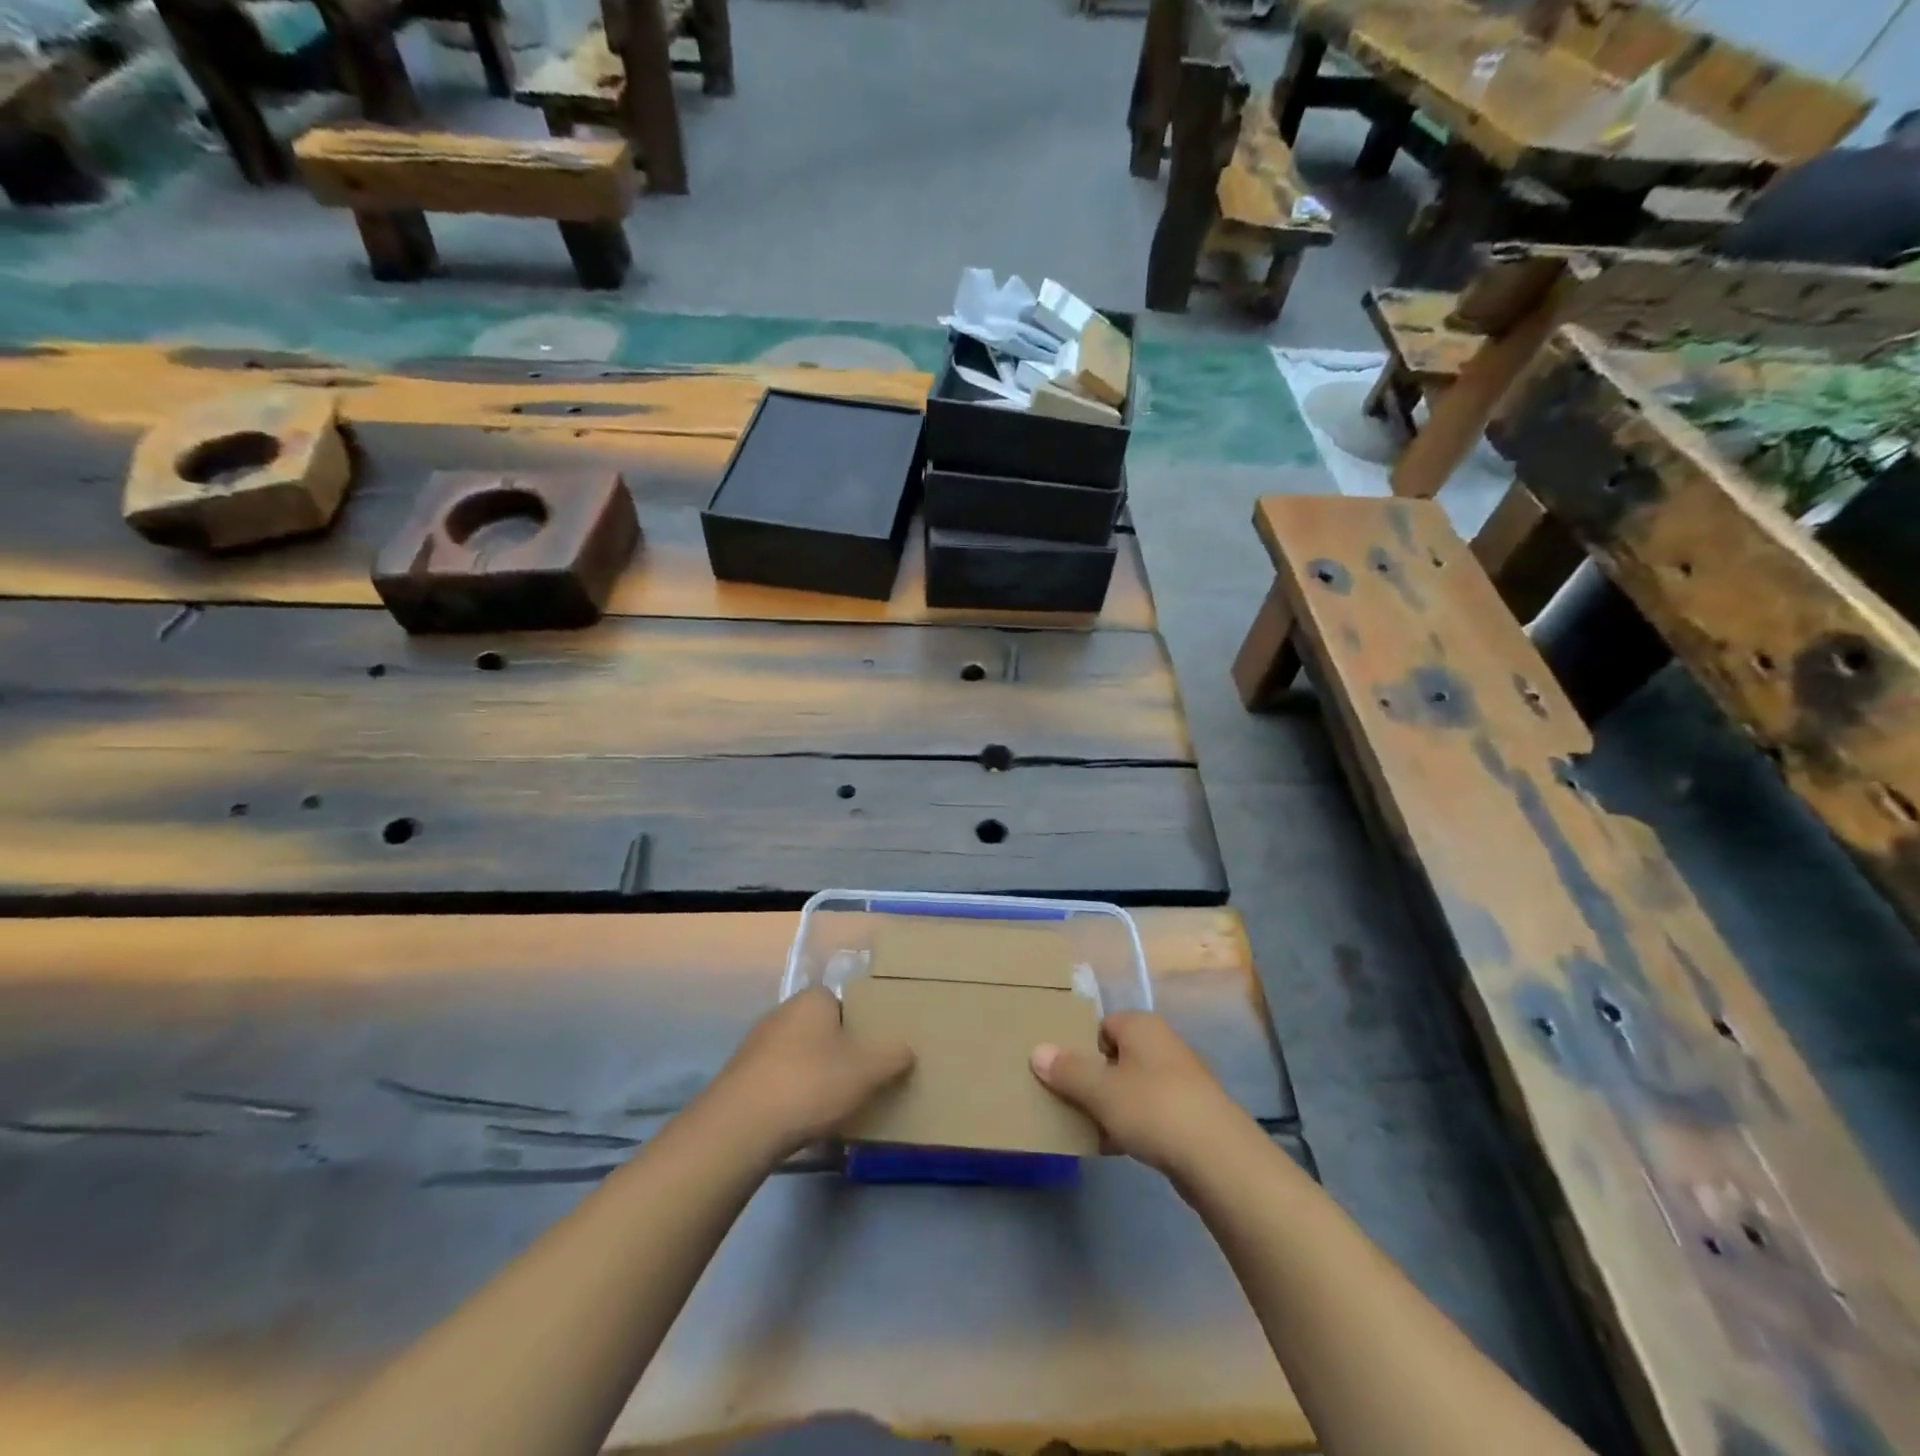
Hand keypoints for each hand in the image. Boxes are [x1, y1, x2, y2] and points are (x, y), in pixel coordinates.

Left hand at [708, 988, 913, 1158]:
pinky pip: (781, 1080)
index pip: (847, 1003)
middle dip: (841, 1052)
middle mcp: (783, 1012)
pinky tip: (806, 1121)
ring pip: (801, 1056)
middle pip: (824, 1029)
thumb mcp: (867, 1071)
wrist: (741, 1127)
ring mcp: (758, 1045)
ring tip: (838, 1105)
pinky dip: (795, 1095)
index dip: (865, 1026)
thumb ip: (893, 1057)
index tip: (877, 1053)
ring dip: (817, 1076)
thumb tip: (907, 1050)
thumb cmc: (811, 1083)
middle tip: (864, 1079)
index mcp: (814, 999)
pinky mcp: (742, 1078)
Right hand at [1030, 1012, 1246, 1178]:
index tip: (1066, 1075)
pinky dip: (1133, 1125)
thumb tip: (1037, 1051)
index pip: (1102, 1025)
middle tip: (1072, 1102)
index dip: (1082, 1047)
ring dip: (1112, 1106)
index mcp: (1142, 1026)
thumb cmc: (1153, 1108)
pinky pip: (1151, 1112)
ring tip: (1091, 1129)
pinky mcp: (1191, 1113)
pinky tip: (1118, 1148)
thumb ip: (1067, 1071)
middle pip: (1117, 1056)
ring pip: (1133, 1086)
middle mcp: (1163, 1044)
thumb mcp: (1100, 1090)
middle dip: (1095, 1080)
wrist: (1218, 1157)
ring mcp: (1181, 1079)